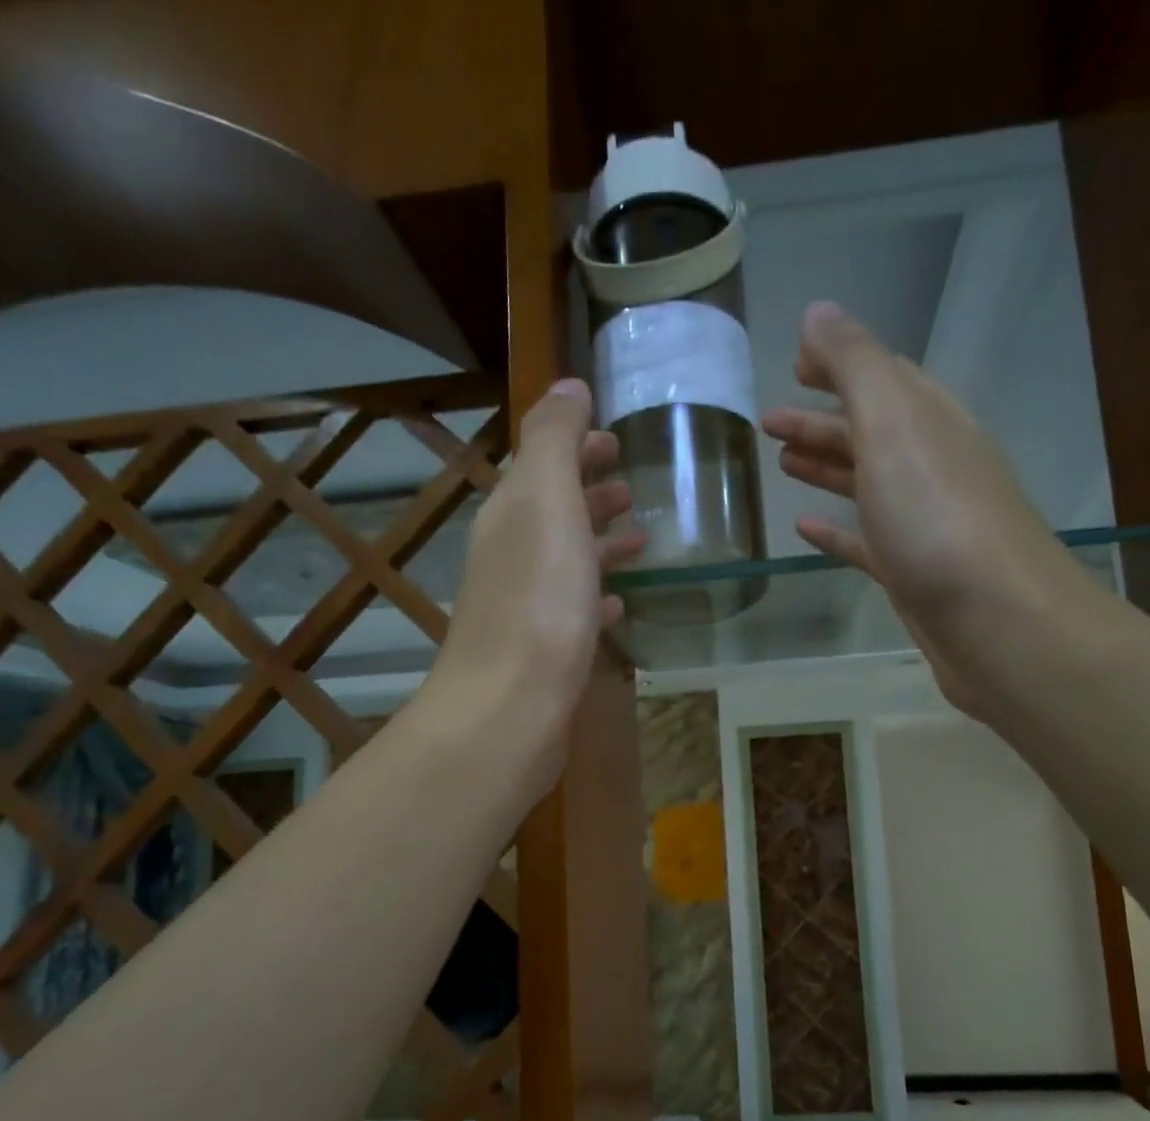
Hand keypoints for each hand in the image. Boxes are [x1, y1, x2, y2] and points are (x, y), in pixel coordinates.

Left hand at [425, 380, 642, 792]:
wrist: (508, 709)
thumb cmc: (537, 603)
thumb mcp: (546, 502)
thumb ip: (554, 439)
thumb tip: (567, 384)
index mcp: (512, 513)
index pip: (543, 462)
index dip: (576, 444)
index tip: (615, 438)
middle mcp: (511, 554)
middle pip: (553, 509)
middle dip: (589, 489)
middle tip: (631, 482)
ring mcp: (526, 606)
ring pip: (567, 559)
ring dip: (599, 540)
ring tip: (640, 537)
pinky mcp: (544, 651)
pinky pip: (575, 609)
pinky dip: (598, 595)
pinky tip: (620, 602)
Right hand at [763, 302, 1088, 713]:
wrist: (996, 621)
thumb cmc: (938, 517)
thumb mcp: (894, 425)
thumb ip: (855, 366)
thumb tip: (818, 312)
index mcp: (929, 421)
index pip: (882, 376)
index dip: (840, 363)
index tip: (794, 363)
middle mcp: (931, 465)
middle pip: (870, 431)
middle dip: (821, 421)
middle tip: (769, 421)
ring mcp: (922, 523)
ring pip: (867, 484)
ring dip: (826, 467)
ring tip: (781, 463)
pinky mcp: (911, 573)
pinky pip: (865, 542)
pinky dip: (836, 531)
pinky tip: (805, 529)